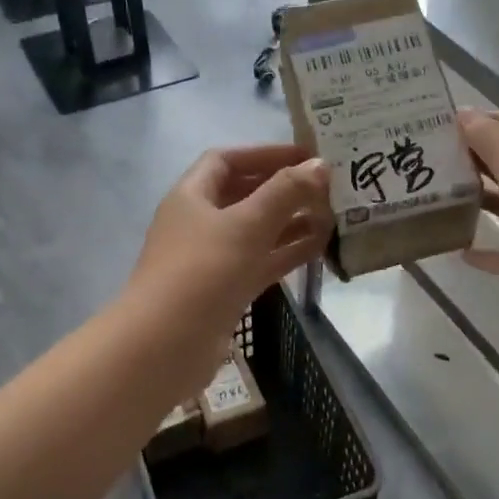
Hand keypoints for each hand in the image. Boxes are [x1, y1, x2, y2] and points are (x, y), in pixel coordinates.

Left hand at [125, 145, 331, 392]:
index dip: (265, 154)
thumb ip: (285, 192)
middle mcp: (199, 223)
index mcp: (192, 196)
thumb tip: (320, 165)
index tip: (306, 155)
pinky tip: (319, 248)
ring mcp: (211, 259)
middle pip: (244, 195)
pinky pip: (260, 262)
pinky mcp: (225, 291)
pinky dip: (286, 253)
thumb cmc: (204, 271)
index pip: (227, 160)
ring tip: (332, 216)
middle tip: (327, 187)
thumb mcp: (248, 224)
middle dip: (284, 189)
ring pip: (256, 231)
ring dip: (291, 222)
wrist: (166, 345)